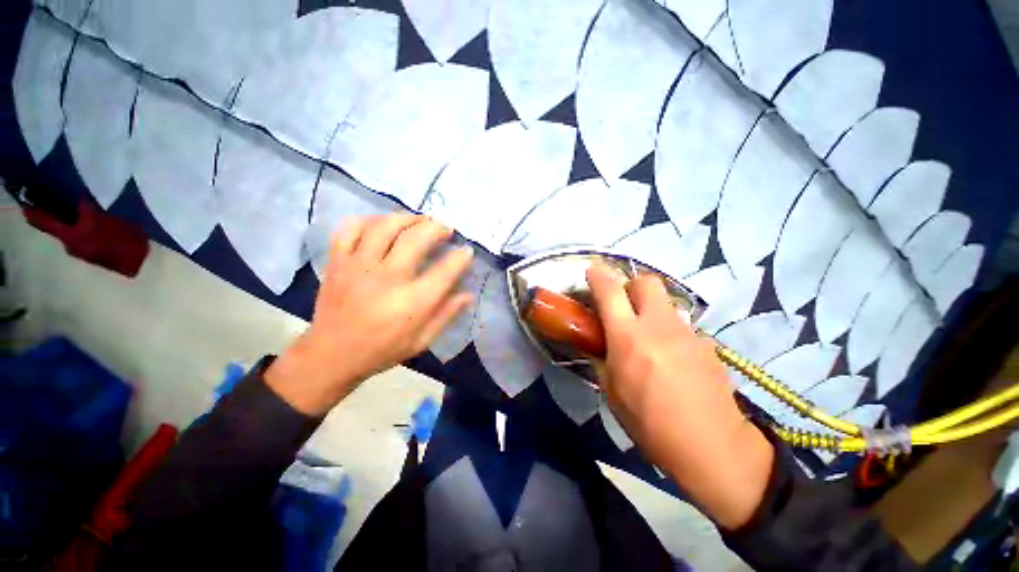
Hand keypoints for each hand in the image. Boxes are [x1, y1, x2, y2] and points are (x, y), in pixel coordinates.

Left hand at [266, 214, 473, 414]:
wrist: (331, 355)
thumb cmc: (382, 350)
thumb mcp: (422, 341)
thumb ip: (446, 315)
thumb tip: (468, 294)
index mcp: (411, 303)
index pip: (444, 271)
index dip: (460, 257)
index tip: (467, 250)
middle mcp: (387, 279)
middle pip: (416, 239)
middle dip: (437, 229)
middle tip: (446, 229)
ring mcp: (358, 267)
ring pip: (385, 227)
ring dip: (408, 218)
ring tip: (420, 220)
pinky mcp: (338, 262)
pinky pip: (350, 229)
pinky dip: (369, 220)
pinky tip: (383, 224)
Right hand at [586, 263, 773, 529]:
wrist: (713, 448)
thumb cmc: (650, 424)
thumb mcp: (612, 393)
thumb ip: (601, 360)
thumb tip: (597, 345)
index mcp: (628, 338)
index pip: (610, 292)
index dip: (598, 276)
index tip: (591, 270)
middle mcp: (658, 326)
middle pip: (646, 282)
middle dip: (630, 284)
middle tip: (622, 304)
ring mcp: (687, 333)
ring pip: (665, 303)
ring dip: (650, 309)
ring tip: (647, 337)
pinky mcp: (706, 344)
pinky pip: (681, 326)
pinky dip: (669, 332)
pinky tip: (671, 358)